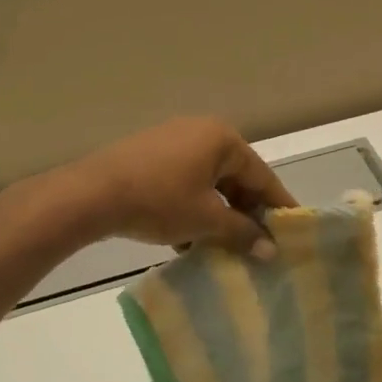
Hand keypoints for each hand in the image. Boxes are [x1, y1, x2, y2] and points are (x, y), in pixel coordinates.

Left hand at [63, 118, 296, 255]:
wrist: (89, 195)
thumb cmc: (159, 201)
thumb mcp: (206, 220)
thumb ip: (242, 233)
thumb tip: (271, 250)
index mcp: (223, 140)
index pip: (263, 176)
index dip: (278, 206)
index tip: (292, 231)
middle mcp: (202, 132)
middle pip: (236, 177)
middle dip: (245, 213)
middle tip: (257, 243)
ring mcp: (172, 141)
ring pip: (209, 182)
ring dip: (217, 214)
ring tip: (221, 246)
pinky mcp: (149, 155)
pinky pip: (184, 182)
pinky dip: (192, 207)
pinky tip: (186, 239)